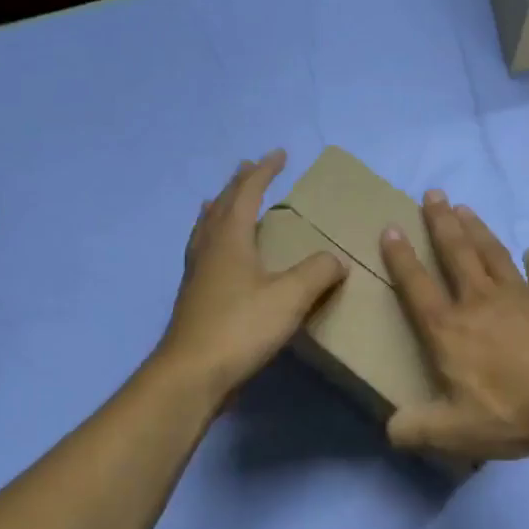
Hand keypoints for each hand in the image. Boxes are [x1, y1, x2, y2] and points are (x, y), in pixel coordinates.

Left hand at [157, 150, 346, 403]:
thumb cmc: (241, 328)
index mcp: (230, 239)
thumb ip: (318, 273)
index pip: (247, 193)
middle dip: (238, 184)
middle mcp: (209, 248)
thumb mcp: (290, 298)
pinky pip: (203, 250)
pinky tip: (218, 255)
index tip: (280, 154)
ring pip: (206, 227)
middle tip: (250, 167)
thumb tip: (336, 260)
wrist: (192, 374)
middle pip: (222, 205)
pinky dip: (212, 237)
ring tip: (221, 200)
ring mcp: (196, 273)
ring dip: (219, 208)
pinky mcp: (194, 297)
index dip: (264, 171)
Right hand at [379, 191, 528, 461]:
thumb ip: (416, 429)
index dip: (401, 258)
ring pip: (492, 252)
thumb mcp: (454, 432)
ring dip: (477, 229)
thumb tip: (390, 429)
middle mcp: (479, 301)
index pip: (416, 286)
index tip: (391, 228)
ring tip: (465, 207)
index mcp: (449, 329)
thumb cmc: (514, 412)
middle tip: (432, 193)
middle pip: (455, 253)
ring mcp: (520, 294)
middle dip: (441, 222)